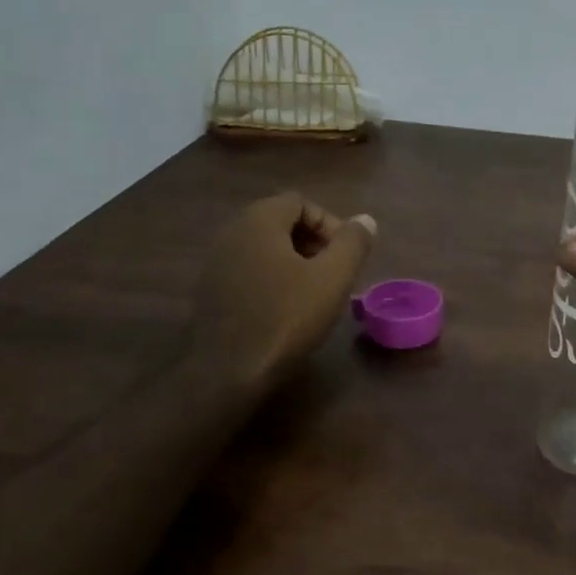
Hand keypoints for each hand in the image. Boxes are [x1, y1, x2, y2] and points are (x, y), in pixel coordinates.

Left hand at [194, 192, 375, 385]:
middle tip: (333, 274)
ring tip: (314, 294)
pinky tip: (285, 311)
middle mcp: (232, 233)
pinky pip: (249, 271)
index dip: (330, 223)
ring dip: (294, 263)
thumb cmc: (285, 318)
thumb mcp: (332, 279)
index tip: (344, 256)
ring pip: (265, 249)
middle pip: (281, 223)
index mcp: (259, 221)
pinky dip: (272, 280)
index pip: (300, 202)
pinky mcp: (210, 292)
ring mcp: (216, 263)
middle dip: (313, 243)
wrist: (226, 372)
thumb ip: (353, 243)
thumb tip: (365, 220)